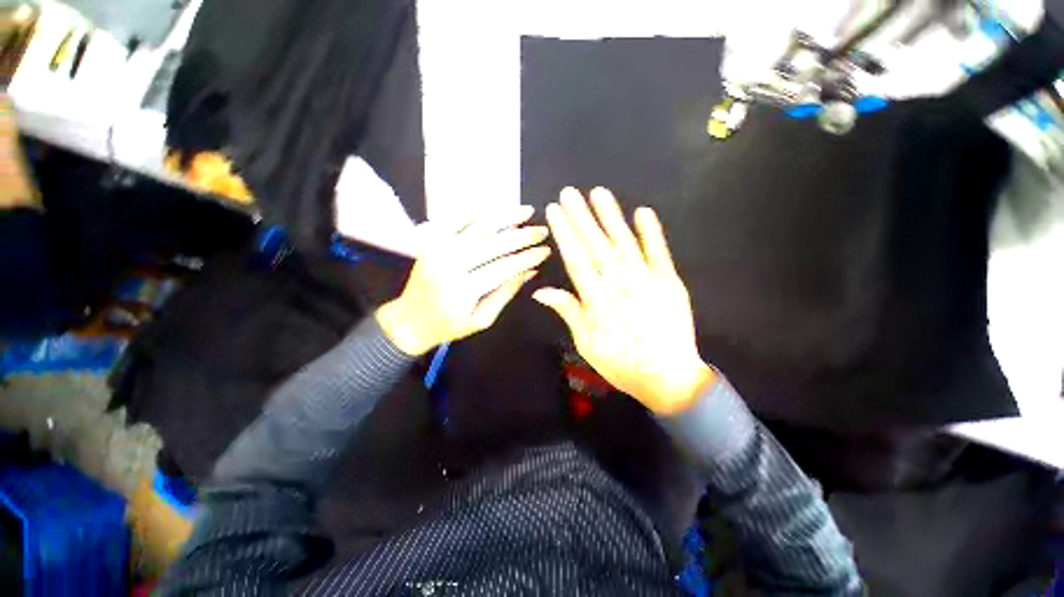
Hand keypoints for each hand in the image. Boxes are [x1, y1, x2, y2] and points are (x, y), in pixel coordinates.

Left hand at [377, 206, 550, 356]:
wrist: (410, 320)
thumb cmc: (449, 325)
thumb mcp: (483, 319)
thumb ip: (505, 293)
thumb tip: (530, 271)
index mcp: (463, 290)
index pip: (504, 267)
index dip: (528, 257)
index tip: (547, 250)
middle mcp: (449, 264)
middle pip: (493, 244)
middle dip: (522, 236)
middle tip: (542, 230)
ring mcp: (437, 249)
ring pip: (477, 226)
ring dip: (504, 216)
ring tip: (526, 211)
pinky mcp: (430, 240)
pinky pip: (455, 219)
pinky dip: (477, 212)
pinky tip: (495, 209)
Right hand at [533, 188, 713, 414]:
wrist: (669, 378)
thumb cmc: (622, 364)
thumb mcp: (587, 343)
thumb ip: (568, 311)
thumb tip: (541, 291)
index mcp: (597, 299)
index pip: (576, 258)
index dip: (564, 233)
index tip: (554, 212)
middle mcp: (620, 283)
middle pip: (596, 244)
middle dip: (581, 217)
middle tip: (569, 193)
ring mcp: (647, 279)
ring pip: (624, 241)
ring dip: (611, 216)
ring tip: (598, 193)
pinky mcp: (669, 281)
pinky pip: (659, 252)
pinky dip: (651, 232)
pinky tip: (642, 212)